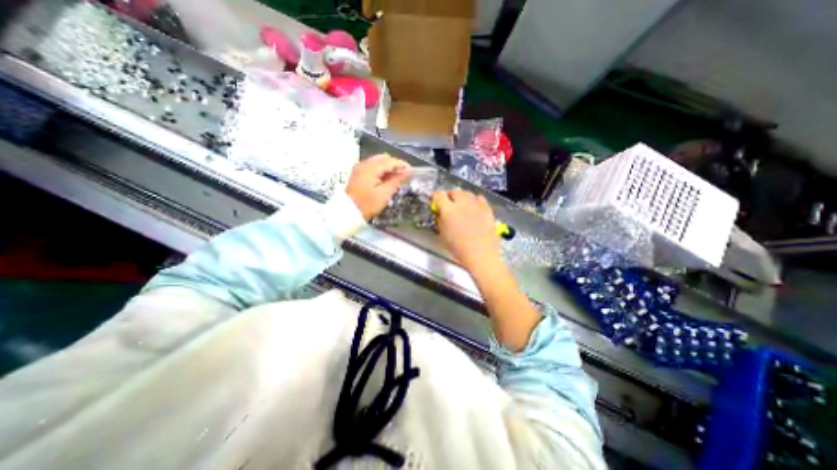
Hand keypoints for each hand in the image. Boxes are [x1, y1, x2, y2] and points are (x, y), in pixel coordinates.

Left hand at [348, 155, 410, 220]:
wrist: (347, 213)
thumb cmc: (367, 204)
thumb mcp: (384, 194)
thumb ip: (397, 180)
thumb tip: (409, 172)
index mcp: (371, 168)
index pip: (390, 161)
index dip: (402, 165)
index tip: (412, 172)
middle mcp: (364, 164)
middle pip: (384, 158)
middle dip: (395, 165)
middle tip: (403, 176)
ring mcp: (359, 168)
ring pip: (378, 161)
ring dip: (388, 167)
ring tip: (395, 178)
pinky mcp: (358, 173)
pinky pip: (372, 166)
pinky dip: (380, 170)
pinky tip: (385, 179)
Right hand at [432, 190, 495, 271]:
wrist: (481, 255)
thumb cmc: (459, 249)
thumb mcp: (443, 234)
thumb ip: (440, 220)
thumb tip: (440, 213)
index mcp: (448, 210)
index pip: (438, 195)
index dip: (435, 197)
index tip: (435, 201)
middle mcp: (462, 204)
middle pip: (454, 191)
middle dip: (450, 196)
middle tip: (449, 205)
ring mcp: (476, 205)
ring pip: (467, 193)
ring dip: (462, 197)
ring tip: (461, 206)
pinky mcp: (487, 209)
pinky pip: (479, 198)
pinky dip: (475, 201)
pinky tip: (474, 208)